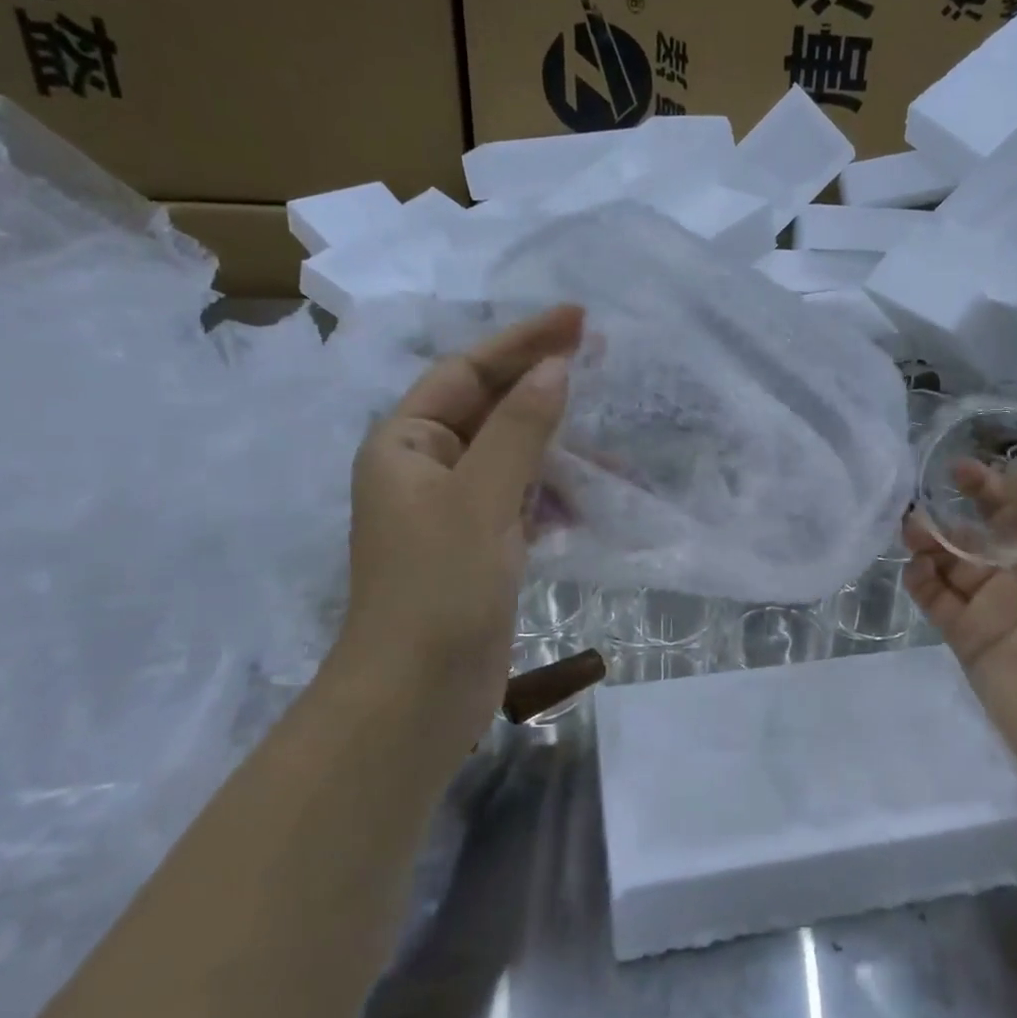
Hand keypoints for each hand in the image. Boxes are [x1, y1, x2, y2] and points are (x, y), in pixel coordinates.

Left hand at [335, 305, 583, 753]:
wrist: (417, 698)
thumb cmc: (438, 588)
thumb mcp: (482, 498)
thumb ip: (521, 429)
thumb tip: (556, 368)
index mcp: (406, 443)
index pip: (468, 372)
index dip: (523, 342)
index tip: (578, 319)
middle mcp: (425, 468)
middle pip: (491, 408)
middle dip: (544, 388)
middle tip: (601, 360)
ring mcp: (452, 510)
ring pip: (512, 457)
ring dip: (557, 450)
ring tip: (610, 457)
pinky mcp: (478, 547)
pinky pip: (521, 500)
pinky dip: (552, 495)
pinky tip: (584, 506)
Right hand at [903, 455, 1016, 797]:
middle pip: (993, 514)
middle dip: (975, 489)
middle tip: (956, 476)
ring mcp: (997, 601)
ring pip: (954, 551)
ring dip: (932, 530)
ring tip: (916, 527)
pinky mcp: (968, 634)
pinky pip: (932, 595)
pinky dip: (918, 575)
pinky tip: (918, 567)